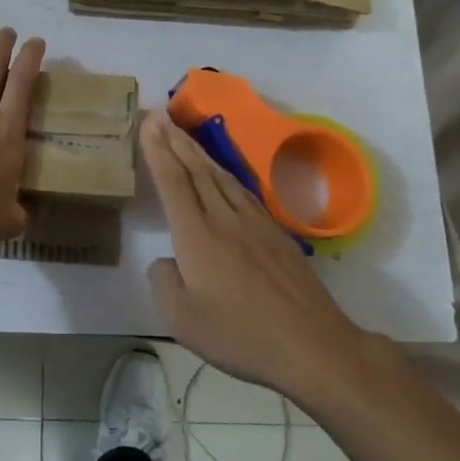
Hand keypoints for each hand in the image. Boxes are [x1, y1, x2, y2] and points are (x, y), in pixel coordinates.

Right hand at [141, 109, 362, 396]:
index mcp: (197, 235)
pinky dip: (224, 173)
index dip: (158, 150)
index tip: (148, 122)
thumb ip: (163, 283)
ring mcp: (254, 223)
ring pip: (220, 176)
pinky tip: (222, 174)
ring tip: (184, 135)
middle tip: (160, 115)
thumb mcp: (181, 320)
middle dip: (175, 140)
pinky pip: (242, 191)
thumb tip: (166, 260)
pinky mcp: (276, 234)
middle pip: (196, 170)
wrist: (312, 345)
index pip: (172, 181)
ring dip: (198, 152)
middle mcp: (224, 219)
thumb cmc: (240, 336)